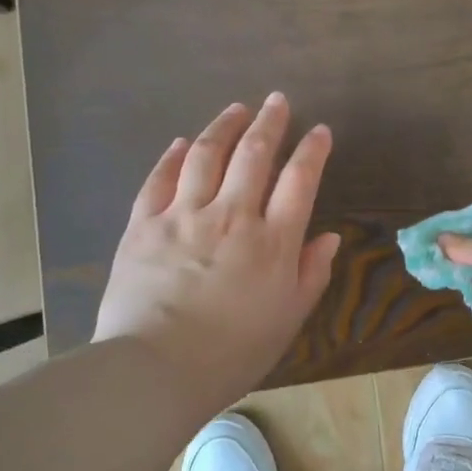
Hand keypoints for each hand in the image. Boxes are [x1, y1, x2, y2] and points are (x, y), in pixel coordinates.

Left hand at [94, 93, 339, 412]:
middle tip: (278, 100)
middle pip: (254, 155)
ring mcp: (183, 216)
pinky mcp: (143, 225)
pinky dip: (173, 156)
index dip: (312, 150)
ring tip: (237, 108)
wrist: (155, 370)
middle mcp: (231, 216)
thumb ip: (311, 273)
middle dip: (270, 122)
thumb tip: (328, 237)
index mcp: (272, 241)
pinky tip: (182, 142)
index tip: (320, 131)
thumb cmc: (232, 352)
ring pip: (207, 155)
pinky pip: (159, 179)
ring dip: (224, 126)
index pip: (299, 180)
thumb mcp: (288, 319)